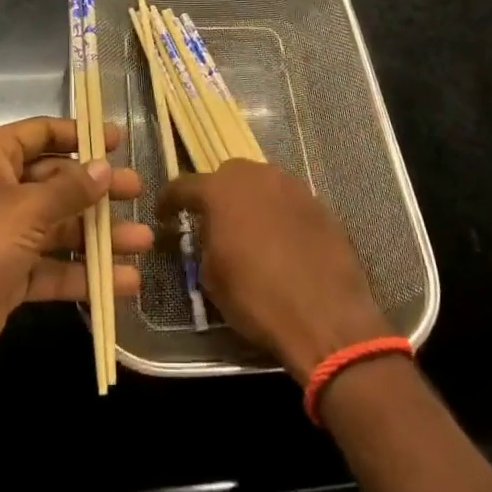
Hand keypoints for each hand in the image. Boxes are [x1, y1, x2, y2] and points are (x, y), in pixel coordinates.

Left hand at [0, 117, 152, 370]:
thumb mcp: (28, 209)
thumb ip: (71, 189)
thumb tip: (104, 169)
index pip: (42, 133)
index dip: (80, 135)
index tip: (118, 140)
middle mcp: (0, 188)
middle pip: (58, 181)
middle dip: (98, 190)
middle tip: (138, 191)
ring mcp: (7, 233)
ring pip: (61, 226)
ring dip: (100, 236)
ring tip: (143, 241)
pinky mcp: (12, 273)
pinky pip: (55, 266)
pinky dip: (85, 273)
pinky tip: (124, 282)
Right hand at [161, 160, 392, 382]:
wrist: (327, 316)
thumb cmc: (258, 299)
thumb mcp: (212, 278)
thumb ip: (206, 243)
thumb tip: (212, 234)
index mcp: (220, 191)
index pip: (184, 185)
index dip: (170, 200)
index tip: (164, 214)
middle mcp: (256, 176)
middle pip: (228, 175)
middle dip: (218, 194)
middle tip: (216, 222)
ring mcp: (291, 186)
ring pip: (262, 184)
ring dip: (252, 201)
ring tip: (252, 231)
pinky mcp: (319, 203)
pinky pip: (289, 201)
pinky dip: (280, 215)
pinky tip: (283, 242)